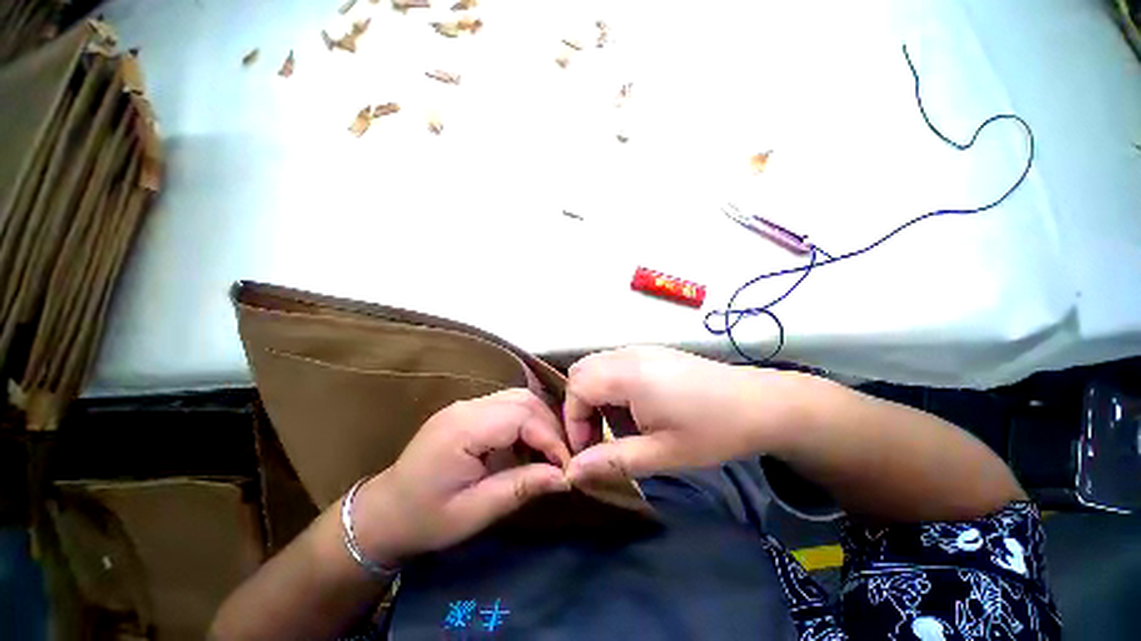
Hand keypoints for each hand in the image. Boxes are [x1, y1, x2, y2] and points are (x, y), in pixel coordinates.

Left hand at [352, 389, 571, 562]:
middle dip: (549, 426)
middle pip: (523, 400)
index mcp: (463, 429)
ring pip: (518, 398)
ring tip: (550, 451)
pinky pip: (508, 405)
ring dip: (540, 421)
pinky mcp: (469, 411)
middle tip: (562, 458)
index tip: (567, 465)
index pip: (521, 417)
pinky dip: (527, 421)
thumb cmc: (425, 519)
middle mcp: (466, 407)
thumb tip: (564, 477)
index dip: (550, 437)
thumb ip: (520, 488)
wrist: (384, 513)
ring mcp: (467, 405)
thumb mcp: (474, 513)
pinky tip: (529, 444)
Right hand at [563, 347, 809, 482]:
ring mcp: (642, 349)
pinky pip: (616, 363)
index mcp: (628, 375)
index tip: (586, 451)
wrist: (761, 403)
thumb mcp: (662, 454)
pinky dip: (610, 384)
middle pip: (581, 370)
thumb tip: (572, 473)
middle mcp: (629, 354)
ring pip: (597, 364)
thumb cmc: (712, 431)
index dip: (572, 420)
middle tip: (596, 436)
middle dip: (579, 404)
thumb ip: (612, 461)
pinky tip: (634, 408)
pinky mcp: (653, 352)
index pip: (576, 387)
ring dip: (594, 394)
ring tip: (616, 424)